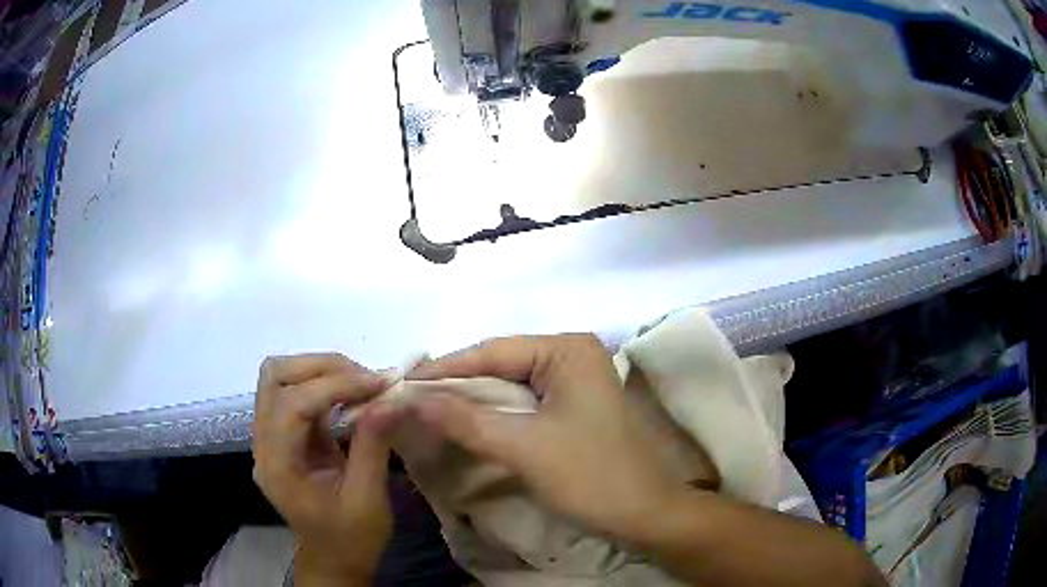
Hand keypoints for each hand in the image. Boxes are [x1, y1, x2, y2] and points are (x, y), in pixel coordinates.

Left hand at [252, 353, 400, 584]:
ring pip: (281, 378)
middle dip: (323, 368)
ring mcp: (270, 436)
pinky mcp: (284, 435)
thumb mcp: (368, 499)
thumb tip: (392, 399)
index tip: (380, 384)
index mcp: (278, 464)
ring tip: (361, 383)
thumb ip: (373, 445)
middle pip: (275, 377)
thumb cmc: (351, 539)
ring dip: (322, 371)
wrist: (334, 559)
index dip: (335, 385)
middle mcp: (263, 443)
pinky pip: (296, 393)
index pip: (293, 404)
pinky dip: (325, 385)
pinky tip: (352, 396)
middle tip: (367, 379)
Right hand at [408, 334, 692, 544]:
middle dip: (455, 386)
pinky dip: (492, 415)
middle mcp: (571, 355)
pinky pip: (522, 404)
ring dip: (471, 402)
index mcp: (567, 349)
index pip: (491, 351)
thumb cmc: (592, 477)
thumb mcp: (523, 447)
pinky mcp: (572, 407)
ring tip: (426, 412)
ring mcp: (574, 381)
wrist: (647, 516)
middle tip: (408, 400)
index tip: (400, 384)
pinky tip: (464, 424)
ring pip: (508, 386)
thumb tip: (411, 398)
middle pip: (499, 366)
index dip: (443, 369)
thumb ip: (466, 419)